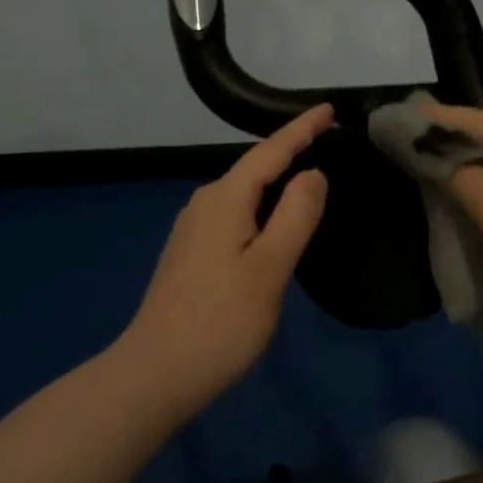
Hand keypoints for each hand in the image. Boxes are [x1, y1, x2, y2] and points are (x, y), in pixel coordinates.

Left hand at [117, 103, 332, 418]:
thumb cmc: (220, 321)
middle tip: (328, 141)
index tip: (329, 109)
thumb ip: (295, 215)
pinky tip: (272, 223)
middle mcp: (204, 204)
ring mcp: (193, 230)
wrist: (154, 374)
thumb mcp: (270, 268)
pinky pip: (234, 215)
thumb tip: (312, 174)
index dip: (301, 129)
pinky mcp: (190, 254)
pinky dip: (260, 208)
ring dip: (275, 182)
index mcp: (225, 199)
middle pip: (254, 168)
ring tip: (308, 178)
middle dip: (289, 151)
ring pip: (243, 194)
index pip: (270, 151)